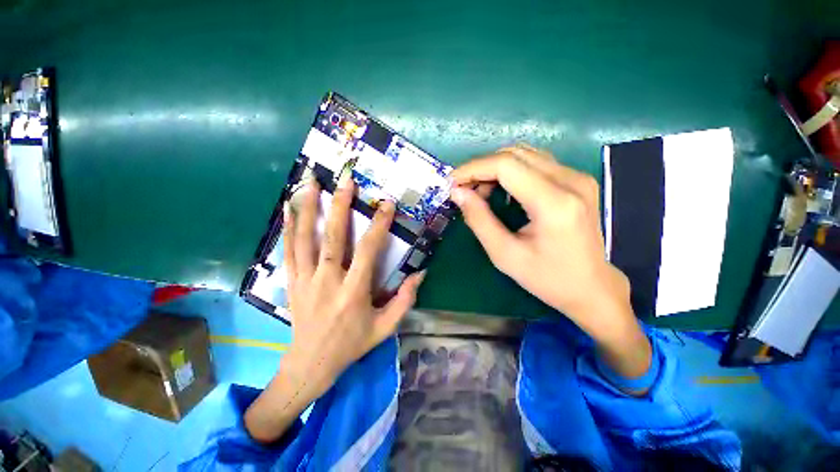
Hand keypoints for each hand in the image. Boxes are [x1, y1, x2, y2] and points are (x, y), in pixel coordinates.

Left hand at [245, 174, 424, 441]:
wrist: (311, 363)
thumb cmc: (352, 344)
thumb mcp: (385, 327)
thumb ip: (405, 300)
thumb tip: (420, 273)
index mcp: (353, 292)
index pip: (368, 251)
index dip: (379, 226)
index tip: (386, 205)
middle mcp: (327, 281)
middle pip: (333, 237)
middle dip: (340, 206)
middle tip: (346, 182)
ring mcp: (304, 280)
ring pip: (305, 239)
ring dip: (308, 209)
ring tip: (311, 183)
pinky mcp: (291, 282)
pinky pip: (288, 250)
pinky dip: (288, 228)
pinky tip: (288, 209)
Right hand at [450, 145, 650, 380]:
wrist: (592, 287)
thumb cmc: (547, 278)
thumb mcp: (504, 254)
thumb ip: (479, 219)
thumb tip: (457, 192)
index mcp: (554, 203)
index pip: (507, 165)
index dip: (474, 168)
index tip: (452, 181)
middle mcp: (571, 181)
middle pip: (516, 154)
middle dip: (482, 167)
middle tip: (464, 188)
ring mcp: (578, 178)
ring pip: (526, 154)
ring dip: (496, 167)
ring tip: (481, 191)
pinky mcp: (578, 181)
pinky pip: (537, 163)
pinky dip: (512, 171)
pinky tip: (502, 191)